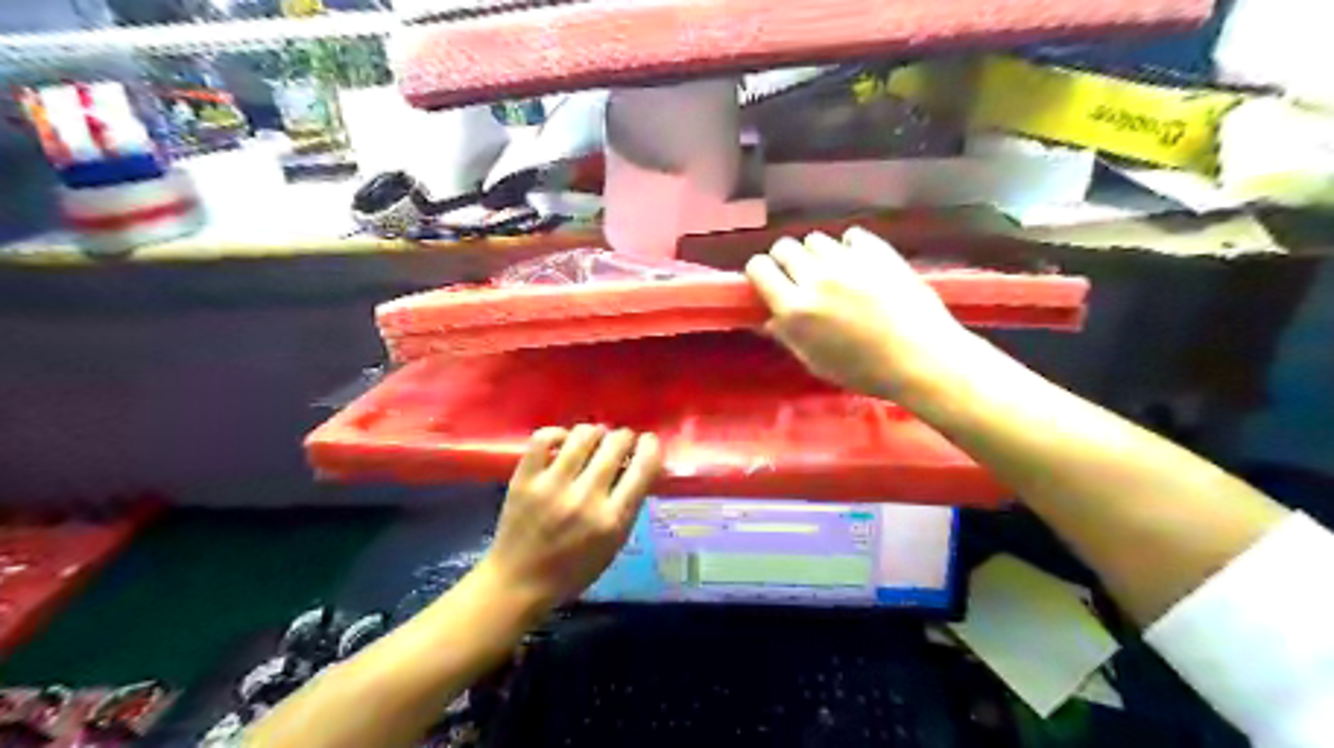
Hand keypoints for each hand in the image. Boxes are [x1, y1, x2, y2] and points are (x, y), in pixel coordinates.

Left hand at [482, 424, 664, 616]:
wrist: (518, 583)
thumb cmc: (574, 569)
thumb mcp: (614, 543)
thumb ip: (629, 505)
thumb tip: (639, 464)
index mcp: (612, 519)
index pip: (644, 467)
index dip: (650, 446)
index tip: (647, 442)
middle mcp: (585, 498)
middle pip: (615, 444)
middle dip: (624, 437)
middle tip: (619, 443)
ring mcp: (551, 486)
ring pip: (583, 435)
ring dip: (595, 432)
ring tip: (593, 439)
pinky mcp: (524, 479)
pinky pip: (543, 438)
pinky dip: (557, 433)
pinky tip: (563, 442)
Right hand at [746, 229, 975, 402]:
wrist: (922, 359)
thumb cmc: (865, 371)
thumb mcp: (816, 362)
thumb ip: (788, 336)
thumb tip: (769, 317)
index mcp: (795, 309)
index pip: (758, 268)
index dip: (761, 273)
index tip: (769, 282)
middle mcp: (815, 278)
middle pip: (784, 246)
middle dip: (786, 260)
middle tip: (799, 277)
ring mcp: (848, 261)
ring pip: (815, 239)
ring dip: (817, 253)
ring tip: (832, 271)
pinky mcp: (877, 250)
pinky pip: (850, 236)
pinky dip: (849, 247)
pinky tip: (859, 264)